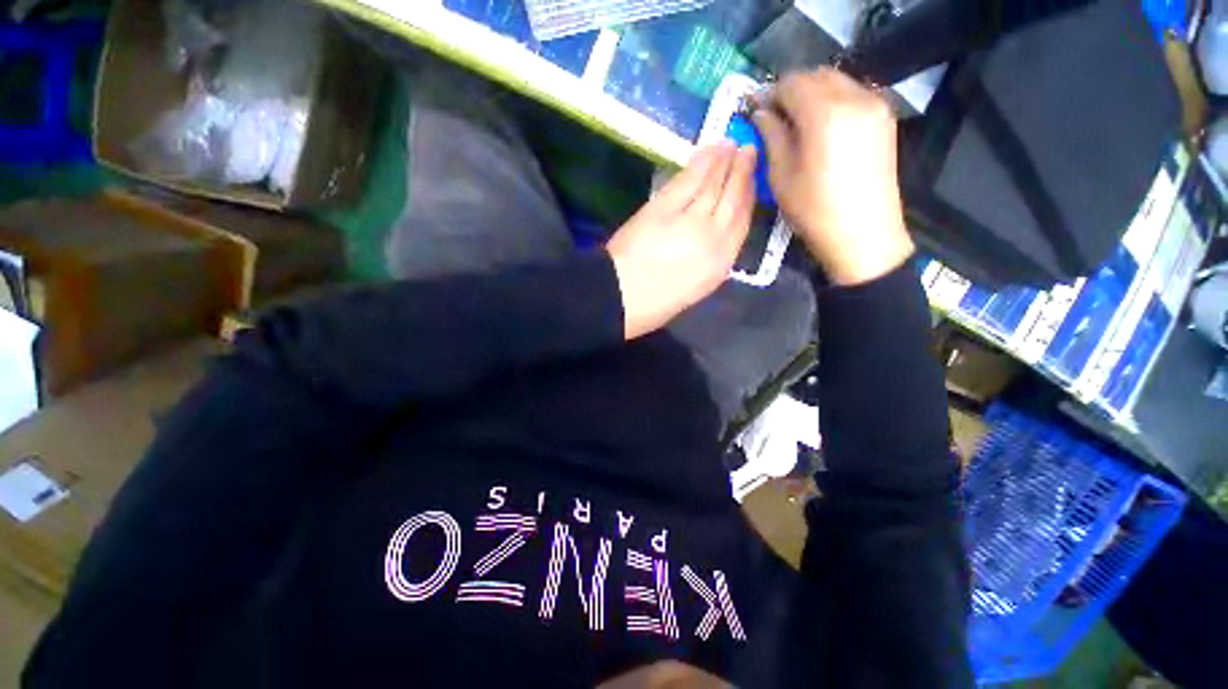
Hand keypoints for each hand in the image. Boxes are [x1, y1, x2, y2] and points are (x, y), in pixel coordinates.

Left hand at [607, 142, 756, 339]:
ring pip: (715, 185)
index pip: (741, 224)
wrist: (619, 298)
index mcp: (719, 266)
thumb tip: (711, 237)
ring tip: (731, 144)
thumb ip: (707, 262)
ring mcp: (692, 221)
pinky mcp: (666, 208)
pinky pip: (689, 180)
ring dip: (725, 162)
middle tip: (749, 151)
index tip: (752, 181)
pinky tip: (709, 150)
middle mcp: (714, 240)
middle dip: (743, 173)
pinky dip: (701, 163)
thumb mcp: (691, 290)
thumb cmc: (652, 305)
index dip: (748, 199)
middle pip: (734, 200)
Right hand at [753, 68, 914, 285]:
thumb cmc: (814, 210)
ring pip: (837, 82)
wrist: (863, 233)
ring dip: (813, 93)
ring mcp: (875, 105)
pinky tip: (820, 127)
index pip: (792, 83)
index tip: (754, 107)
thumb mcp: (782, 175)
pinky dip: (832, 101)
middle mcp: (855, 97)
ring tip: (796, 122)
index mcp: (825, 112)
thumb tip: (761, 113)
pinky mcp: (884, 118)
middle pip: (817, 76)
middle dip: (792, 90)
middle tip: (773, 115)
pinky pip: (853, 94)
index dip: (770, 93)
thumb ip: (772, 136)